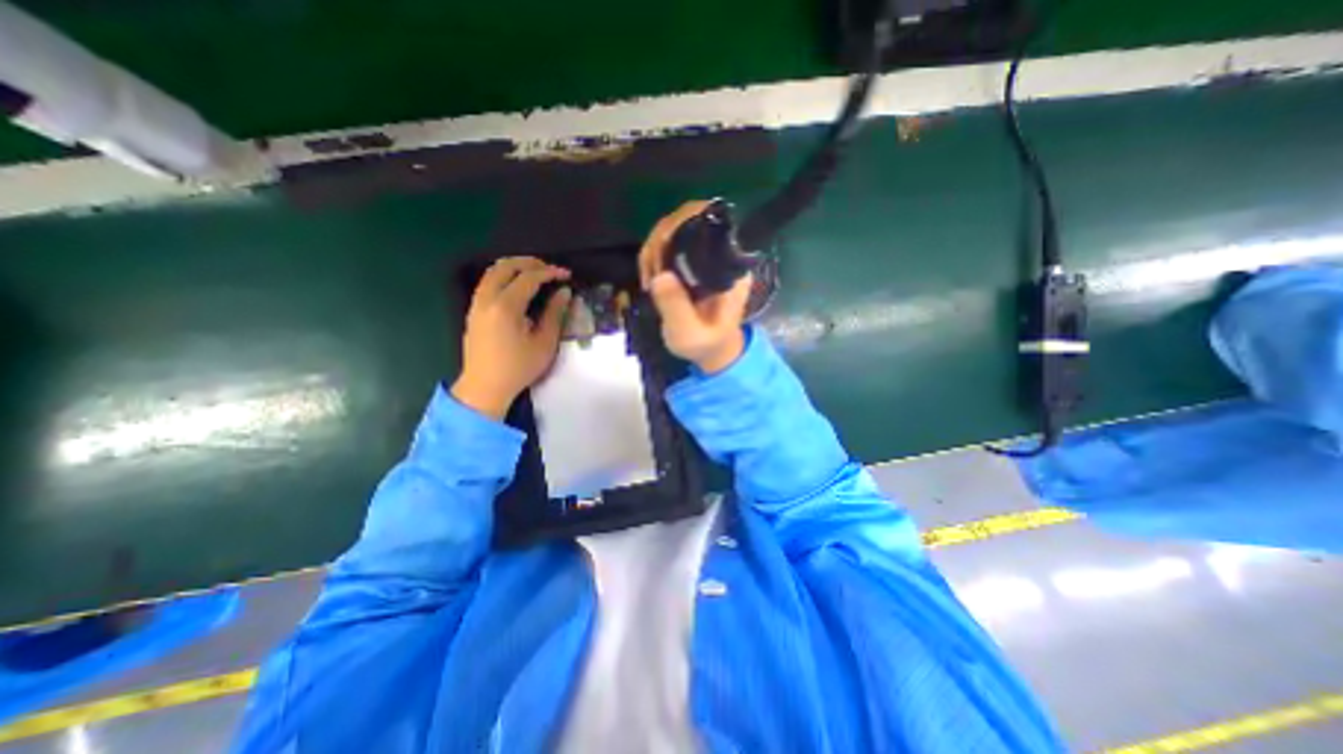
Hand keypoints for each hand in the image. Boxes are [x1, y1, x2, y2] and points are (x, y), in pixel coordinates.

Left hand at [454, 256, 572, 419]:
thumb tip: (564, 292)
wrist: (485, 387)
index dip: (549, 272)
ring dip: (515, 267)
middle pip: (506, 266)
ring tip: (536, 274)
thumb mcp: (544, 343)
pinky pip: (488, 282)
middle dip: (530, 263)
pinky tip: (518, 287)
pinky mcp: (473, 311)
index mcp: (506, 307)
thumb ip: (555, 314)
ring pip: (493, 272)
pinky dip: (504, 276)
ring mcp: (476, 304)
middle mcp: (487, 299)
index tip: (567, 275)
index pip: (529, 278)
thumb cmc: (519, 368)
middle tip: (550, 269)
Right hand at [635, 199, 750, 373]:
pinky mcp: (693, 260)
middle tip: (650, 275)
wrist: (712, 349)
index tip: (660, 255)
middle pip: (689, 219)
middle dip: (661, 240)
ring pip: (675, 228)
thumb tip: (661, 276)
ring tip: (648, 280)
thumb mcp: (689, 334)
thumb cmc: (706, 344)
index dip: (681, 227)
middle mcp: (722, 252)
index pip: (711, 222)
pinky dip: (653, 255)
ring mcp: (707, 254)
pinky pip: (670, 242)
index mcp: (731, 266)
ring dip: (654, 248)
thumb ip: (677, 309)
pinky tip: (649, 278)